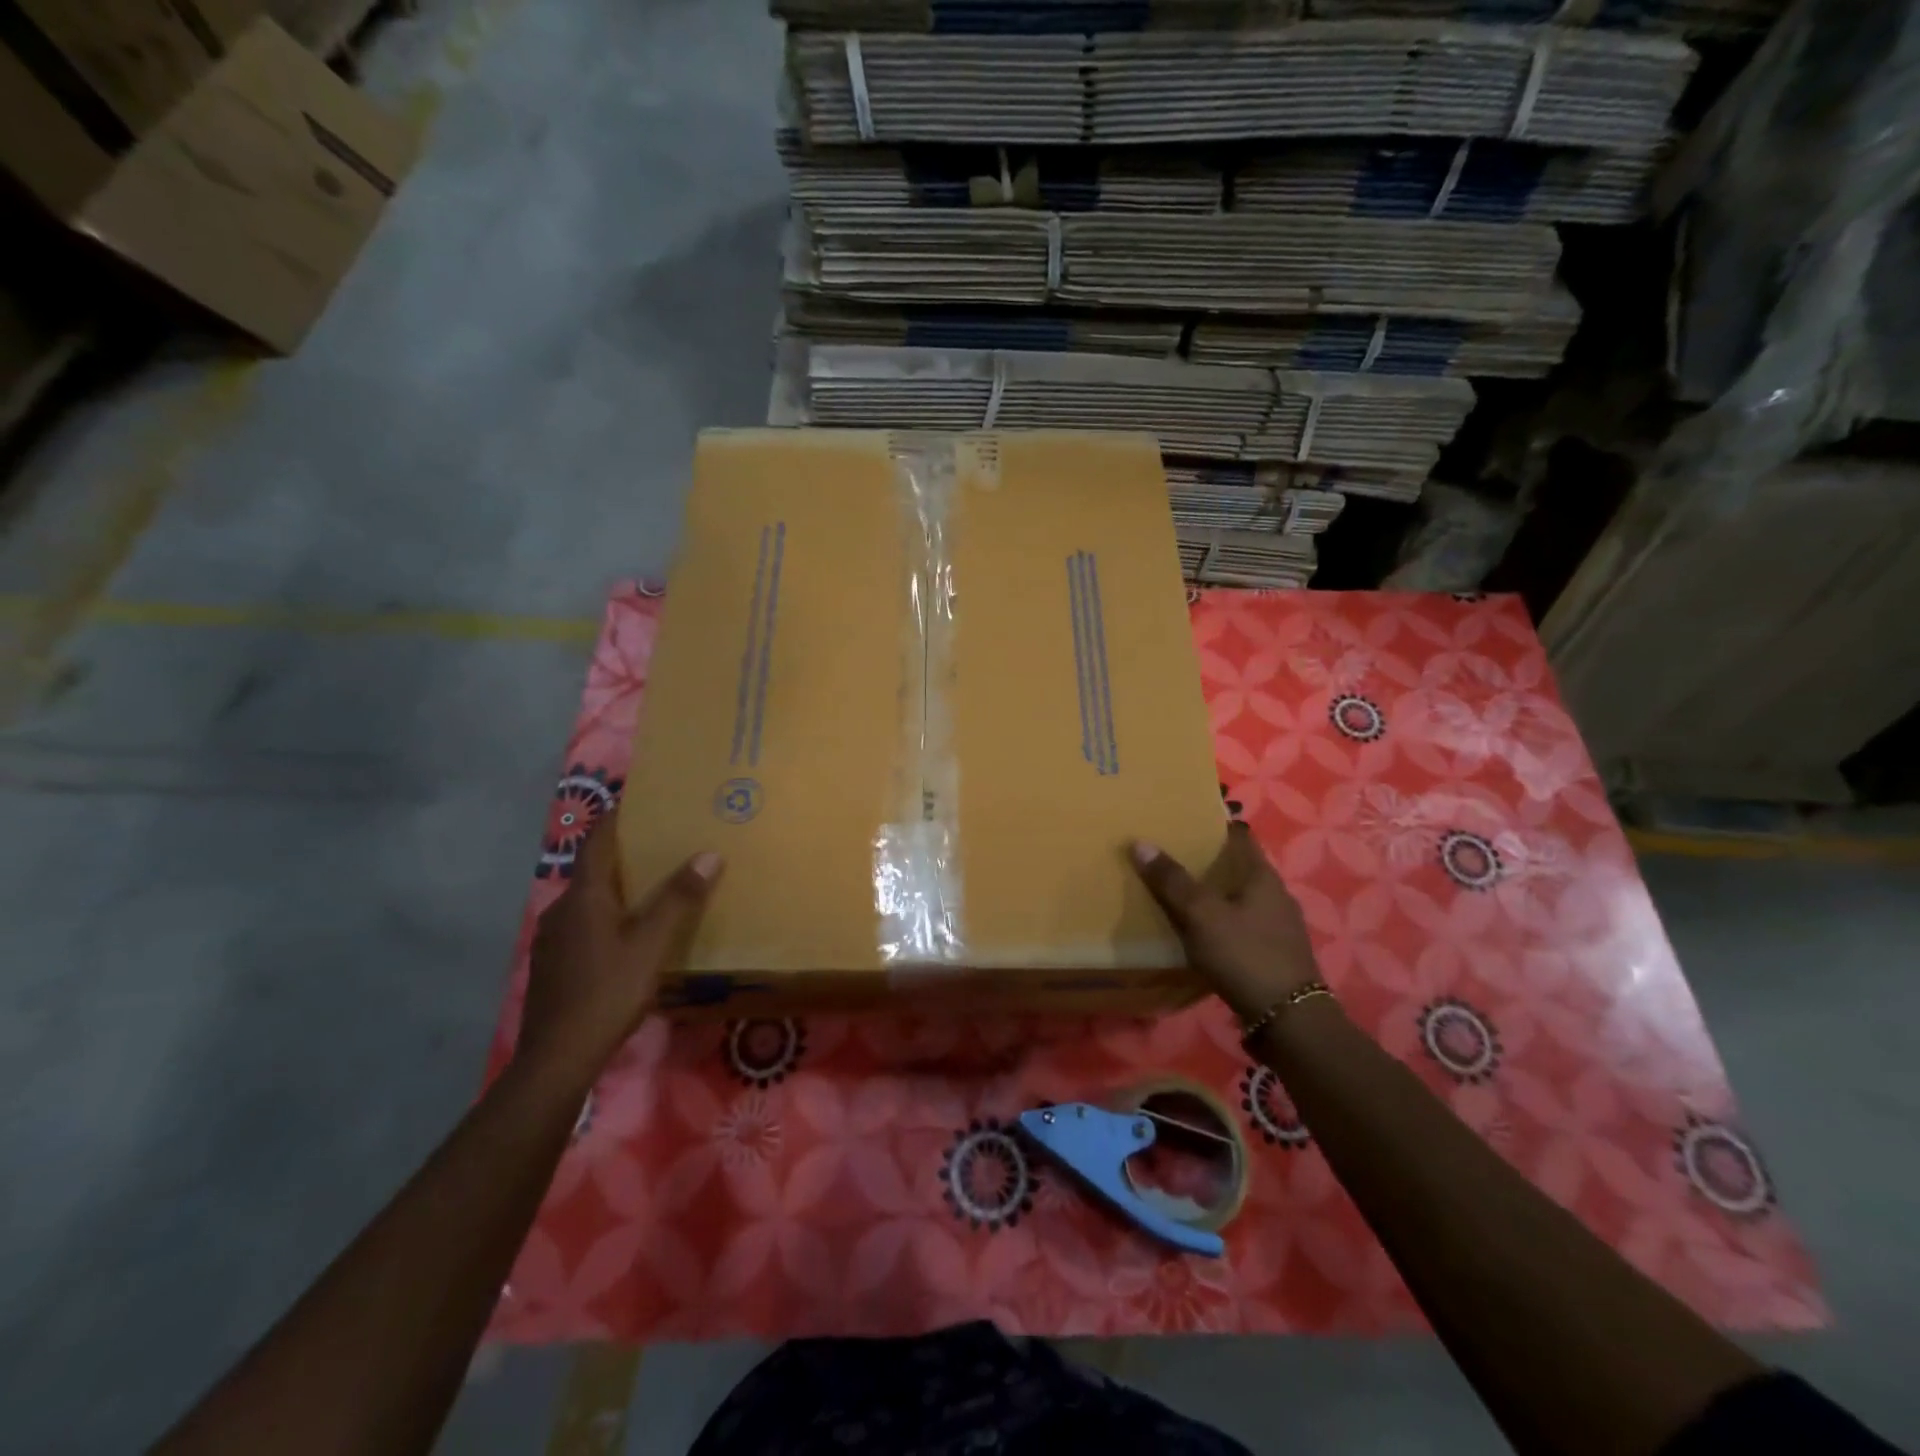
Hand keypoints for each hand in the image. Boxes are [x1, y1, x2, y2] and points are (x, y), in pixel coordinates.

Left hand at [518, 816, 720, 1087]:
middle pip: (593, 870)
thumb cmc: (607, 992)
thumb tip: (708, 853)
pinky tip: (628, 933)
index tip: (637, 799)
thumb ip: (679, 899)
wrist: (558, 1057)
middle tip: (660, 844)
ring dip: (616, 887)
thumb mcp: (652, 945)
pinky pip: (583, 924)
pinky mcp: (553, 964)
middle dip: (624, 854)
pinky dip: (607, 915)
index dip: (616, 818)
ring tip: (650, 887)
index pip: (597, 842)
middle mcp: (561, 910)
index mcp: (583, 897)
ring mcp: (552, 939)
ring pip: (588, 900)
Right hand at [1131, 822, 1320, 1022]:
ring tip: (1176, 892)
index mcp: (1262, 875)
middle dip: (1206, 860)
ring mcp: (1277, 926)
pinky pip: (1241, 924)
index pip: (1238, 834)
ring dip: (1212, 892)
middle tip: (1168, 854)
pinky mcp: (1273, 953)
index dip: (1212, 823)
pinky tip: (1198, 931)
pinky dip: (1219, 920)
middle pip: (1237, 866)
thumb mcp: (1201, 915)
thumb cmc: (1245, 955)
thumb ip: (1172, 880)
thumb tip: (1140, 842)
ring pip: (1238, 896)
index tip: (1182, 818)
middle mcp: (1275, 894)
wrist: (1288, 1020)